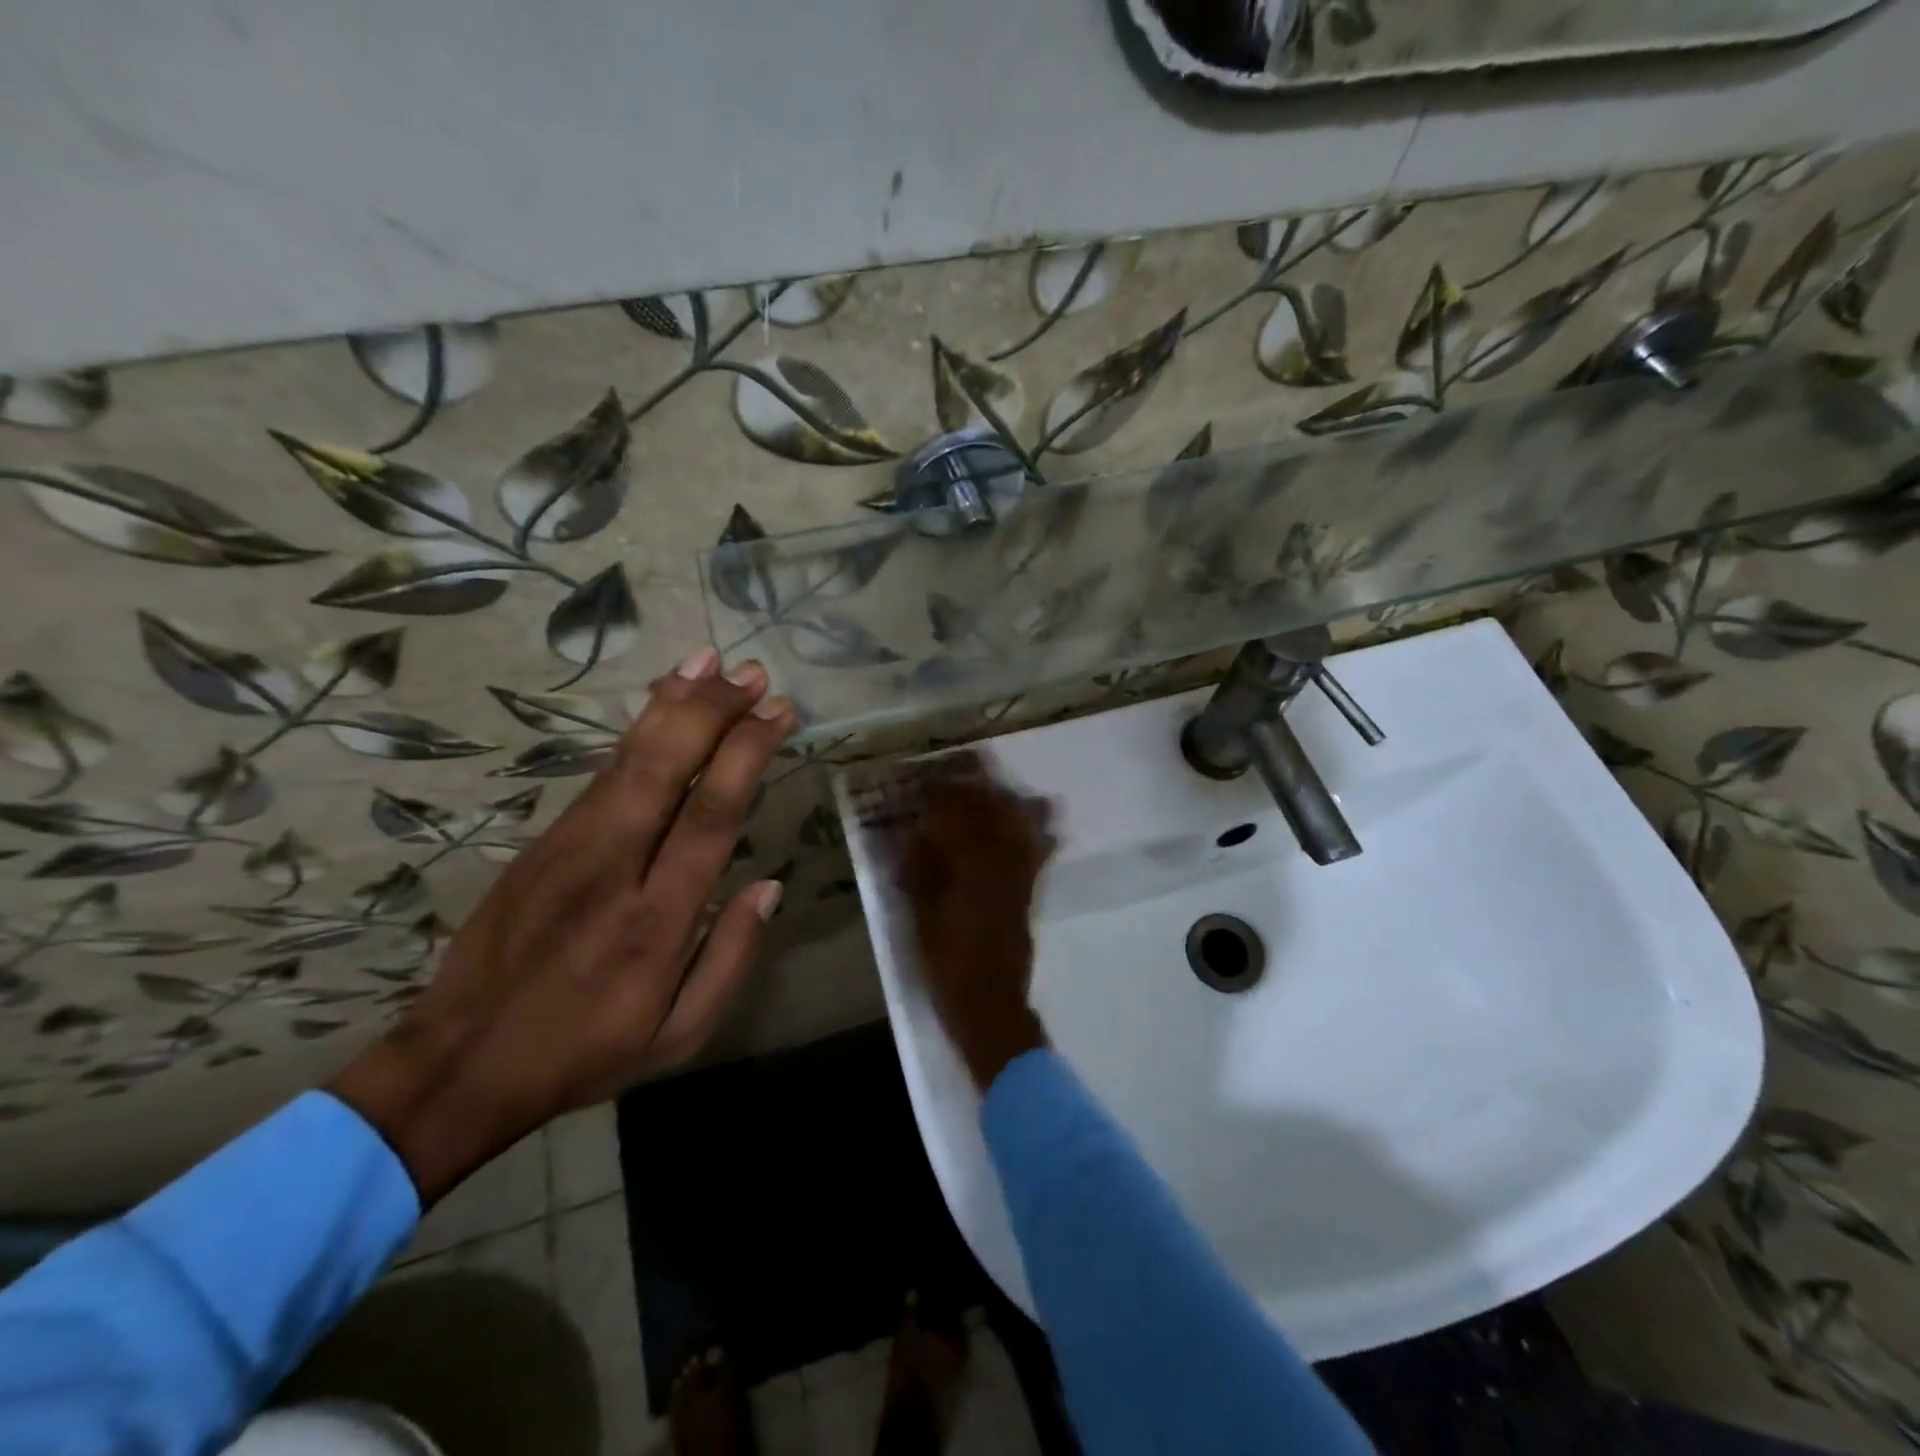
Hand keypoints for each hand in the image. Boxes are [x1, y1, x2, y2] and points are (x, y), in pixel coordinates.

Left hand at [329, 647, 794, 1202]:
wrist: (458, 1064)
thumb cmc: (585, 1052)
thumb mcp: (679, 1036)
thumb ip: (731, 958)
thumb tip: (769, 886)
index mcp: (658, 922)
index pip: (711, 816)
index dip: (747, 754)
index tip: (778, 713)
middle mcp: (614, 870)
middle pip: (667, 769)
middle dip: (714, 712)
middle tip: (754, 675)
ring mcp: (570, 849)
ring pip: (629, 760)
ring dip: (674, 706)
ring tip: (712, 663)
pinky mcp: (543, 842)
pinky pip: (602, 774)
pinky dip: (637, 731)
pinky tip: (662, 703)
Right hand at [898, 760, 1055, 1090]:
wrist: (989, 1003)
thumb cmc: (947, 962)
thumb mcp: (921, 915)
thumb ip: (920, 869)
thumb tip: (916, 831)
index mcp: (971, 867)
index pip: (957, 816)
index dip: (942, 794)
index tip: (928, 779)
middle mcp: (1001, 863)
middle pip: (991, 813)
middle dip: (976, 787)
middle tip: (965, 765)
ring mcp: (1020, 876)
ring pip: (1017, 826)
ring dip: (1005, 801)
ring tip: (995, 782)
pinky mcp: (1028, 891)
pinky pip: (1037, 850)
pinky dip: (1040, 829)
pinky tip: (1043, 813)